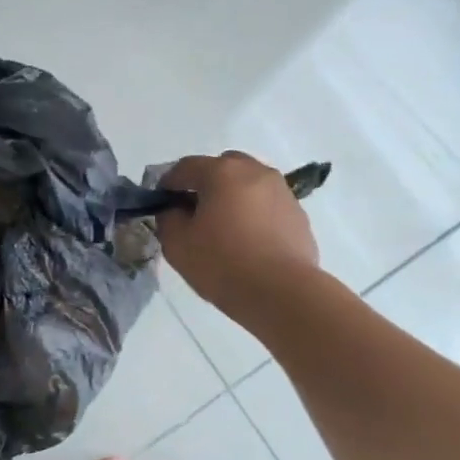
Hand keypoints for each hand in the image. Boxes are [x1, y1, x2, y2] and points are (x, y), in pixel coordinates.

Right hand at [157, 152, 319, 322]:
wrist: (281, 293)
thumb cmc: (222, 264)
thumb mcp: (177, 244)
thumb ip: (168, 218)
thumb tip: (174, 210)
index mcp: (222, 172)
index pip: (186, 167)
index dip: (168, 183)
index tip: (161, 203)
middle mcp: (255, 172)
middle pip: (222, 167)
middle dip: (205, 184)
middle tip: (194, 213)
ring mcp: (281, 191)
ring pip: (249, 184)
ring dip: (233, 197)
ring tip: (224, 228)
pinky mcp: (298, 214)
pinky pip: (267, 205)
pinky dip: (254, 214)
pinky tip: (248, 241)